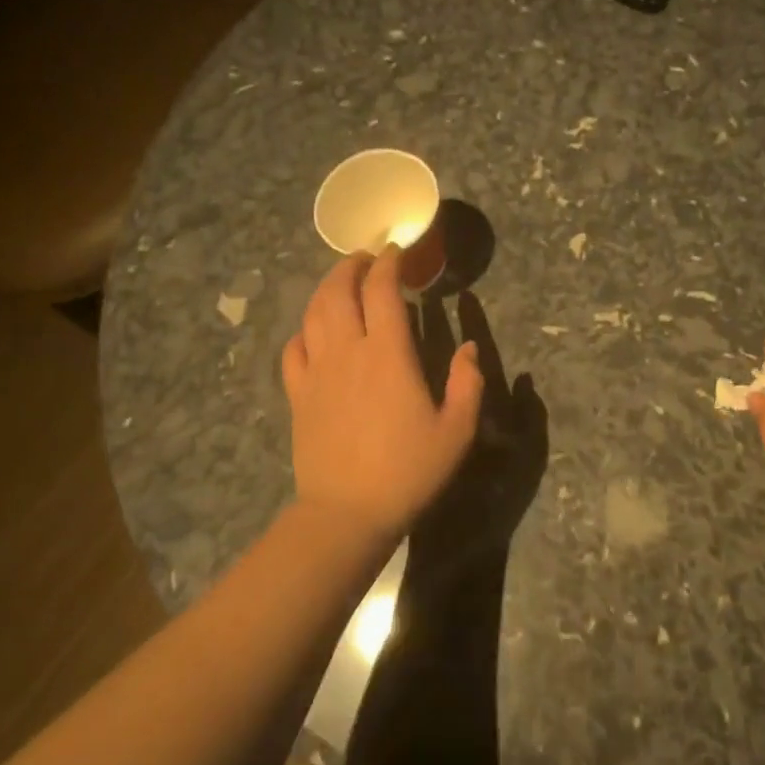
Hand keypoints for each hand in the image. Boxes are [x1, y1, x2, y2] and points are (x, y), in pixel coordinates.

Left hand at [282, 247, 483, 542]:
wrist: (347, 513)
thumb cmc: (408, 471)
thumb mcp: (457, 430)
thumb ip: (468, 383)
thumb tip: (470, 347)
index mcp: (388, 354)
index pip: (382, 290)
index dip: (389, 263)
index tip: (397, 251)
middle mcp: (348, 351)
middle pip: (339, 291)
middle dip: (352, 265)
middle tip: (367, 258)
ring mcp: (317, 372)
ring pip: (313, 313)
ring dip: (327, 288)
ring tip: (341, 281)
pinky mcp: (298, 395)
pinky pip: (294, 349)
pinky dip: (304, 329)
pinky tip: (314, 331)